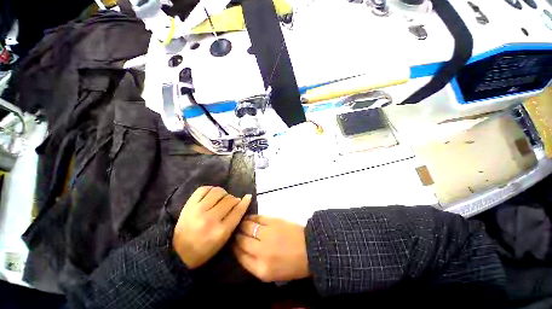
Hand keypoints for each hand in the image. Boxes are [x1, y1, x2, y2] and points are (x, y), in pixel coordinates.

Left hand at [172, 186, 250, 268]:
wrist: (178, 252)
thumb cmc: (205, 249)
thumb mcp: (224, 239)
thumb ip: (235, 220)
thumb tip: (244, 201)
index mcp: (220, 231)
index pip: (238, 210)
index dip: (245, 202)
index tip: (248, 197)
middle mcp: (210, 219)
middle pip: (229, 199)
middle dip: (234, 200)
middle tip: (231, 203)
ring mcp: (197, 210)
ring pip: (218, 191)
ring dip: (223, 193)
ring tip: (222, 198)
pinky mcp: (188, 205)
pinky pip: (203, 189)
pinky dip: (210, 189)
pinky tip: (212, 195)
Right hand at [233, 215, 308, 281]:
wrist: (310, 248)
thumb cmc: (292, 265)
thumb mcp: (272, 274)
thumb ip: (255, 264)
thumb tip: (242, 250)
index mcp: (261, 270)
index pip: (240, 257)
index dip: (234, 249)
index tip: (231, 243)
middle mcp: (261, 252)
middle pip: (242, 242)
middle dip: (236, 236)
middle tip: (234, 232)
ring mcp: (267, 234)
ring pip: (247, 227)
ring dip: (241, 225)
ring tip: (239, 223)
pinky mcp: (273, 221)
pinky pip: (258, 218)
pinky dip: (251, 217)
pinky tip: (248, 218)